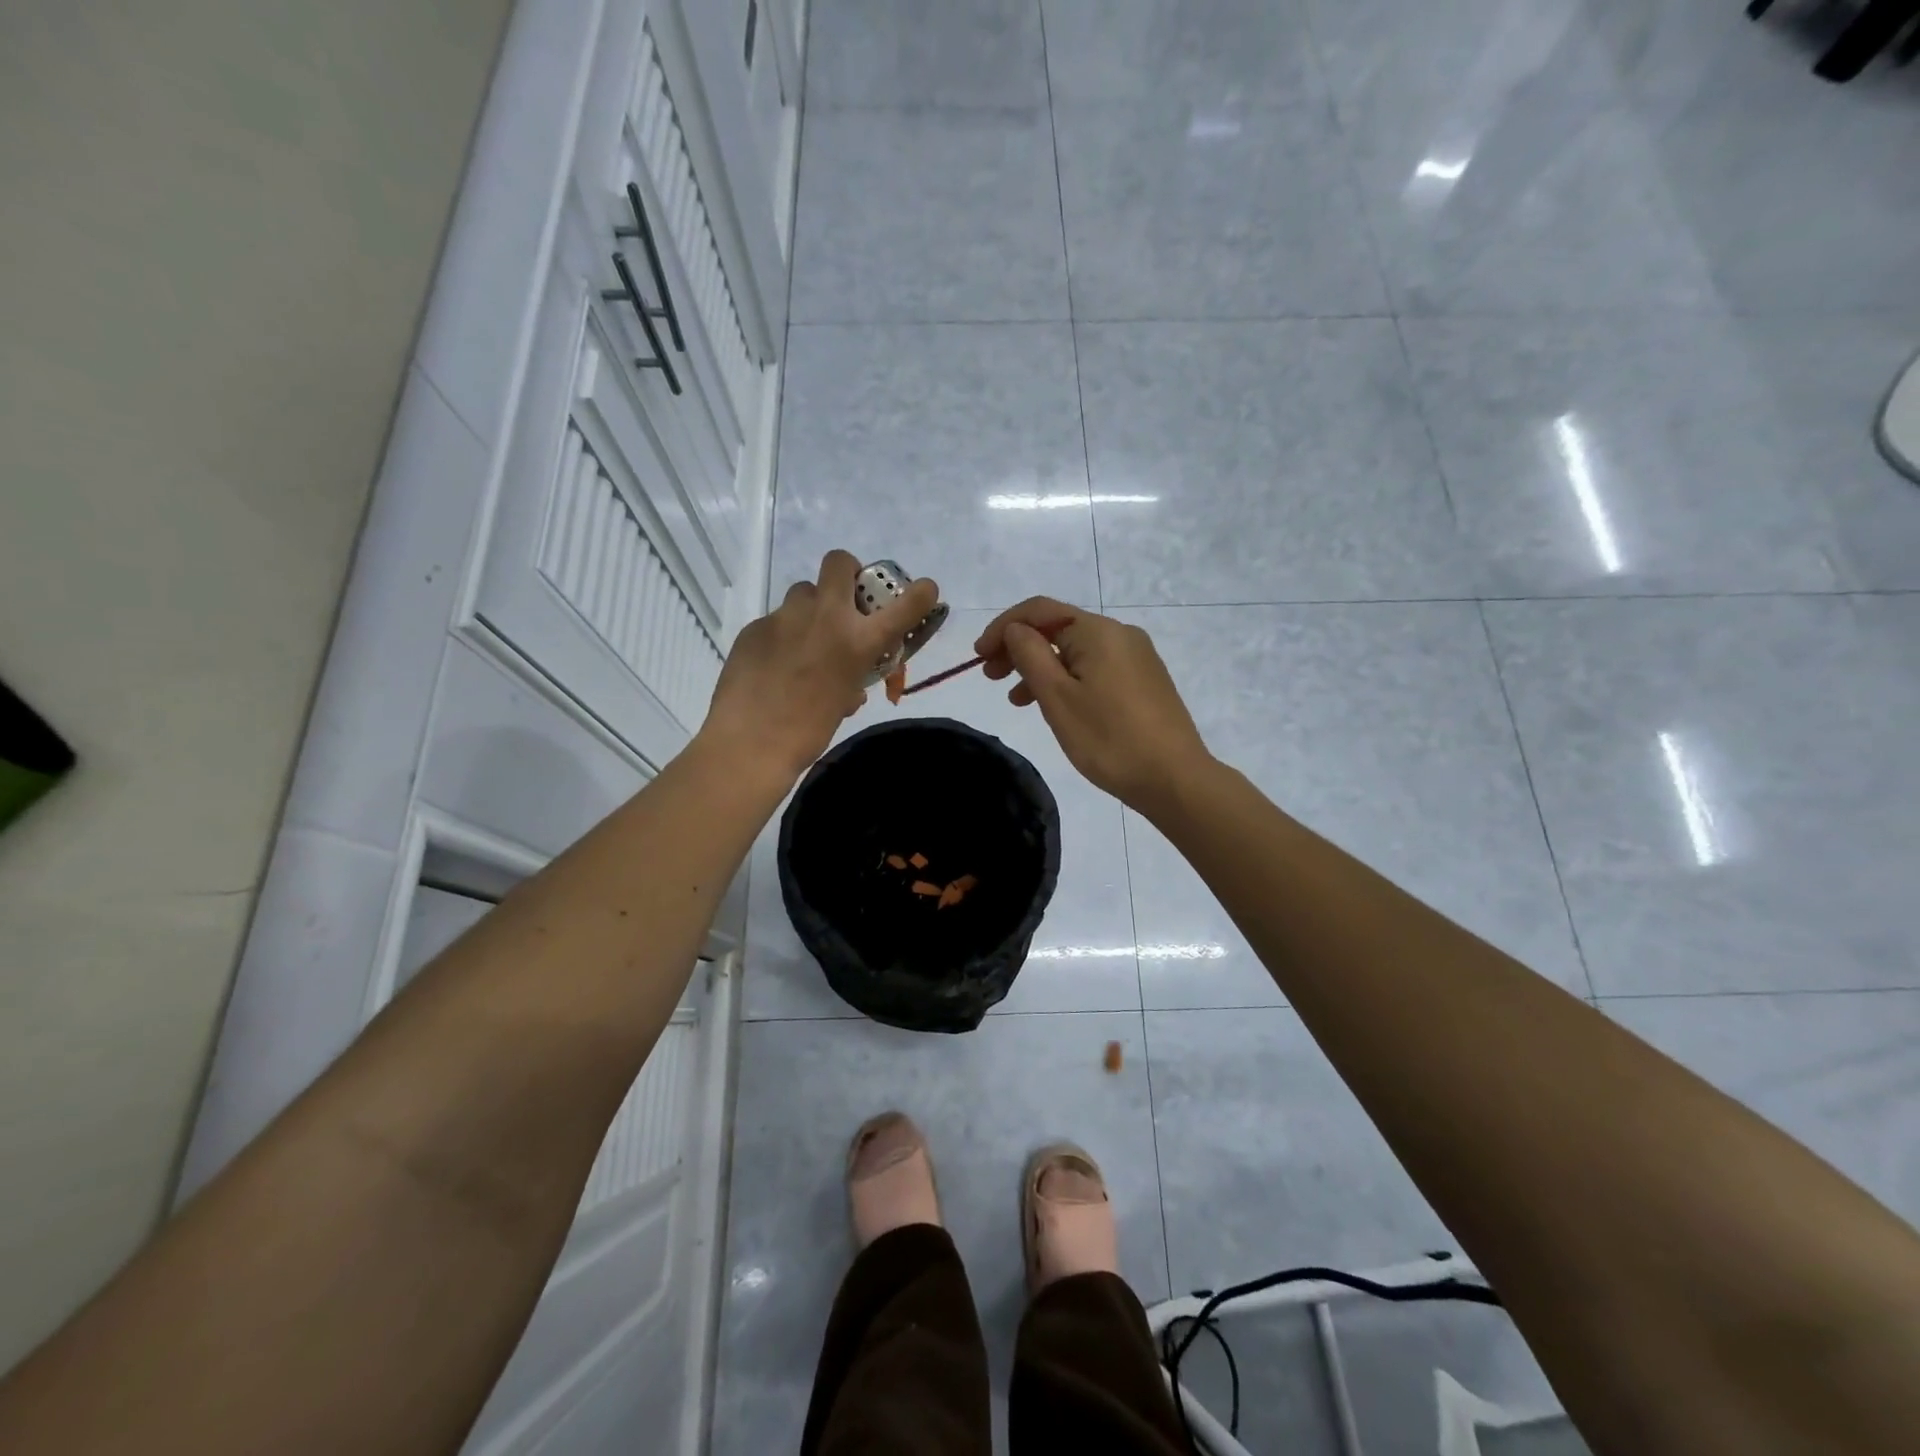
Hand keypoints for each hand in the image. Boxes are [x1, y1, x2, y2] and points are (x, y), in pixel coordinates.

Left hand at [702, 551, 938, 781]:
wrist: (750, 743)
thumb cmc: (808, 732)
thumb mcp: (844, 703)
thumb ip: (853, 681)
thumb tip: (852, 686)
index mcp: (858, 641)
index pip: (906, 605)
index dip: (921, 593)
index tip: (924, 591)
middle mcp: (825, 617)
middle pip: (839, 562)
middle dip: (848, 574)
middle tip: (846, 601)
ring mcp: (785, 617)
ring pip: (803, 592)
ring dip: (812, 608)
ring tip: (804, 640)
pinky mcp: (754, 627)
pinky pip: (776, 621)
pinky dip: (782, 637)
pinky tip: (772, 665)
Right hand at [974, 598, 1210, 813]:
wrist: (1174, 778)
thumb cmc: (1108, 739)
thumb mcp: (1057, 697)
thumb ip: (1029, 655)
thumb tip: (1015, 630)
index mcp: (1097, 631)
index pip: (1038, 610)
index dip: (1002, 628)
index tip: (977, 657)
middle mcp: (1119, 634)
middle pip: (1057, 629)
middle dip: (1019, 648)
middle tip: (990, 677)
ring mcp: (1136, 657)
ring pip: (1075, 652)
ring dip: (1040, 668)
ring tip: (1016, 701)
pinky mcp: (1143, 680)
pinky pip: (1094, 668)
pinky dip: (1066, 679)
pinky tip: (1054, 706)